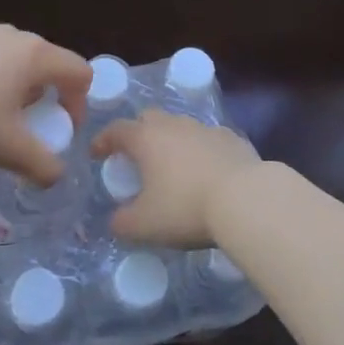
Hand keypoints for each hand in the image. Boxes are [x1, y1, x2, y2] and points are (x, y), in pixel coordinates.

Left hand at [0, 26, 91, 186]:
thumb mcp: (8, 149)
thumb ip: (41, 165)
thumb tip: (55, 176)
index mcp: (36, 55)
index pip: (80, 72)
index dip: (79, 105)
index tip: (59, 133)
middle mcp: (16, 36)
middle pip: (50, 65)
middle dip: (47, 99)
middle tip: (28, 130)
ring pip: (19, 62)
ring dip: (20, 91)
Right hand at [90, 110, 262, 247]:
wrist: (246, 199)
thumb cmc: (185, 208)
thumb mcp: (144, 225)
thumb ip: (122, 223)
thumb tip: (115, 221)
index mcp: (146, 138)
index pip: (116, 130)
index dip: (103, 141)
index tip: (97, 154)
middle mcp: (174, 125)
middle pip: (149, 119)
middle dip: (138, 133)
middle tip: (136, 157)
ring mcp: (205, 129)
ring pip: (180, 127)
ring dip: (171, 142)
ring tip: (172, 167)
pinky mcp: (232, 139)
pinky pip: (208, 140)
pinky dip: (200, 151)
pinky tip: (205, 171)